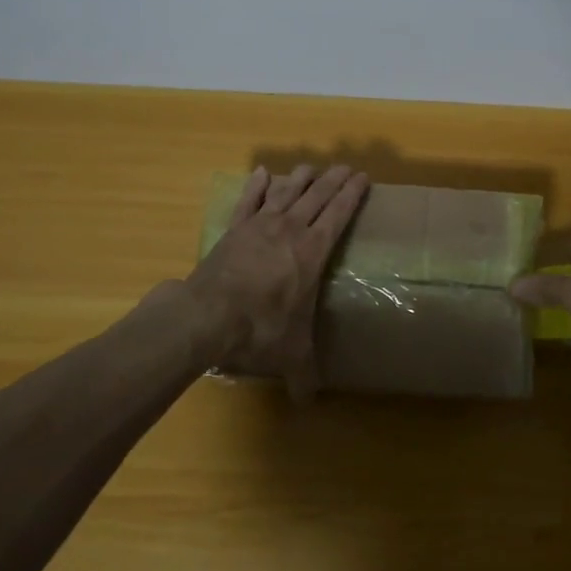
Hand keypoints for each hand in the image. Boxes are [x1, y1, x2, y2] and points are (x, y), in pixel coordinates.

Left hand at [185, 164, 369, 398]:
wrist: (207, 315)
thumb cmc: (260, 329)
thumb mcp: (290, 353)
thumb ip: (303, 374)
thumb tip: (308, 403)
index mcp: (312, 251)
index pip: (339, 214)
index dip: (352, 193)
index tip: (362, 177)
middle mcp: (291, 229)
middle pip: (317, 195)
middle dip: (334, 180)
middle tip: (345, 167)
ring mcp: (260, 225)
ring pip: (286, 191)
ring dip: (300, 177)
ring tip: (310, 167)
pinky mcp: (234, 229)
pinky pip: (249, 200)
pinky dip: (257, 185)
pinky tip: (262, 172)